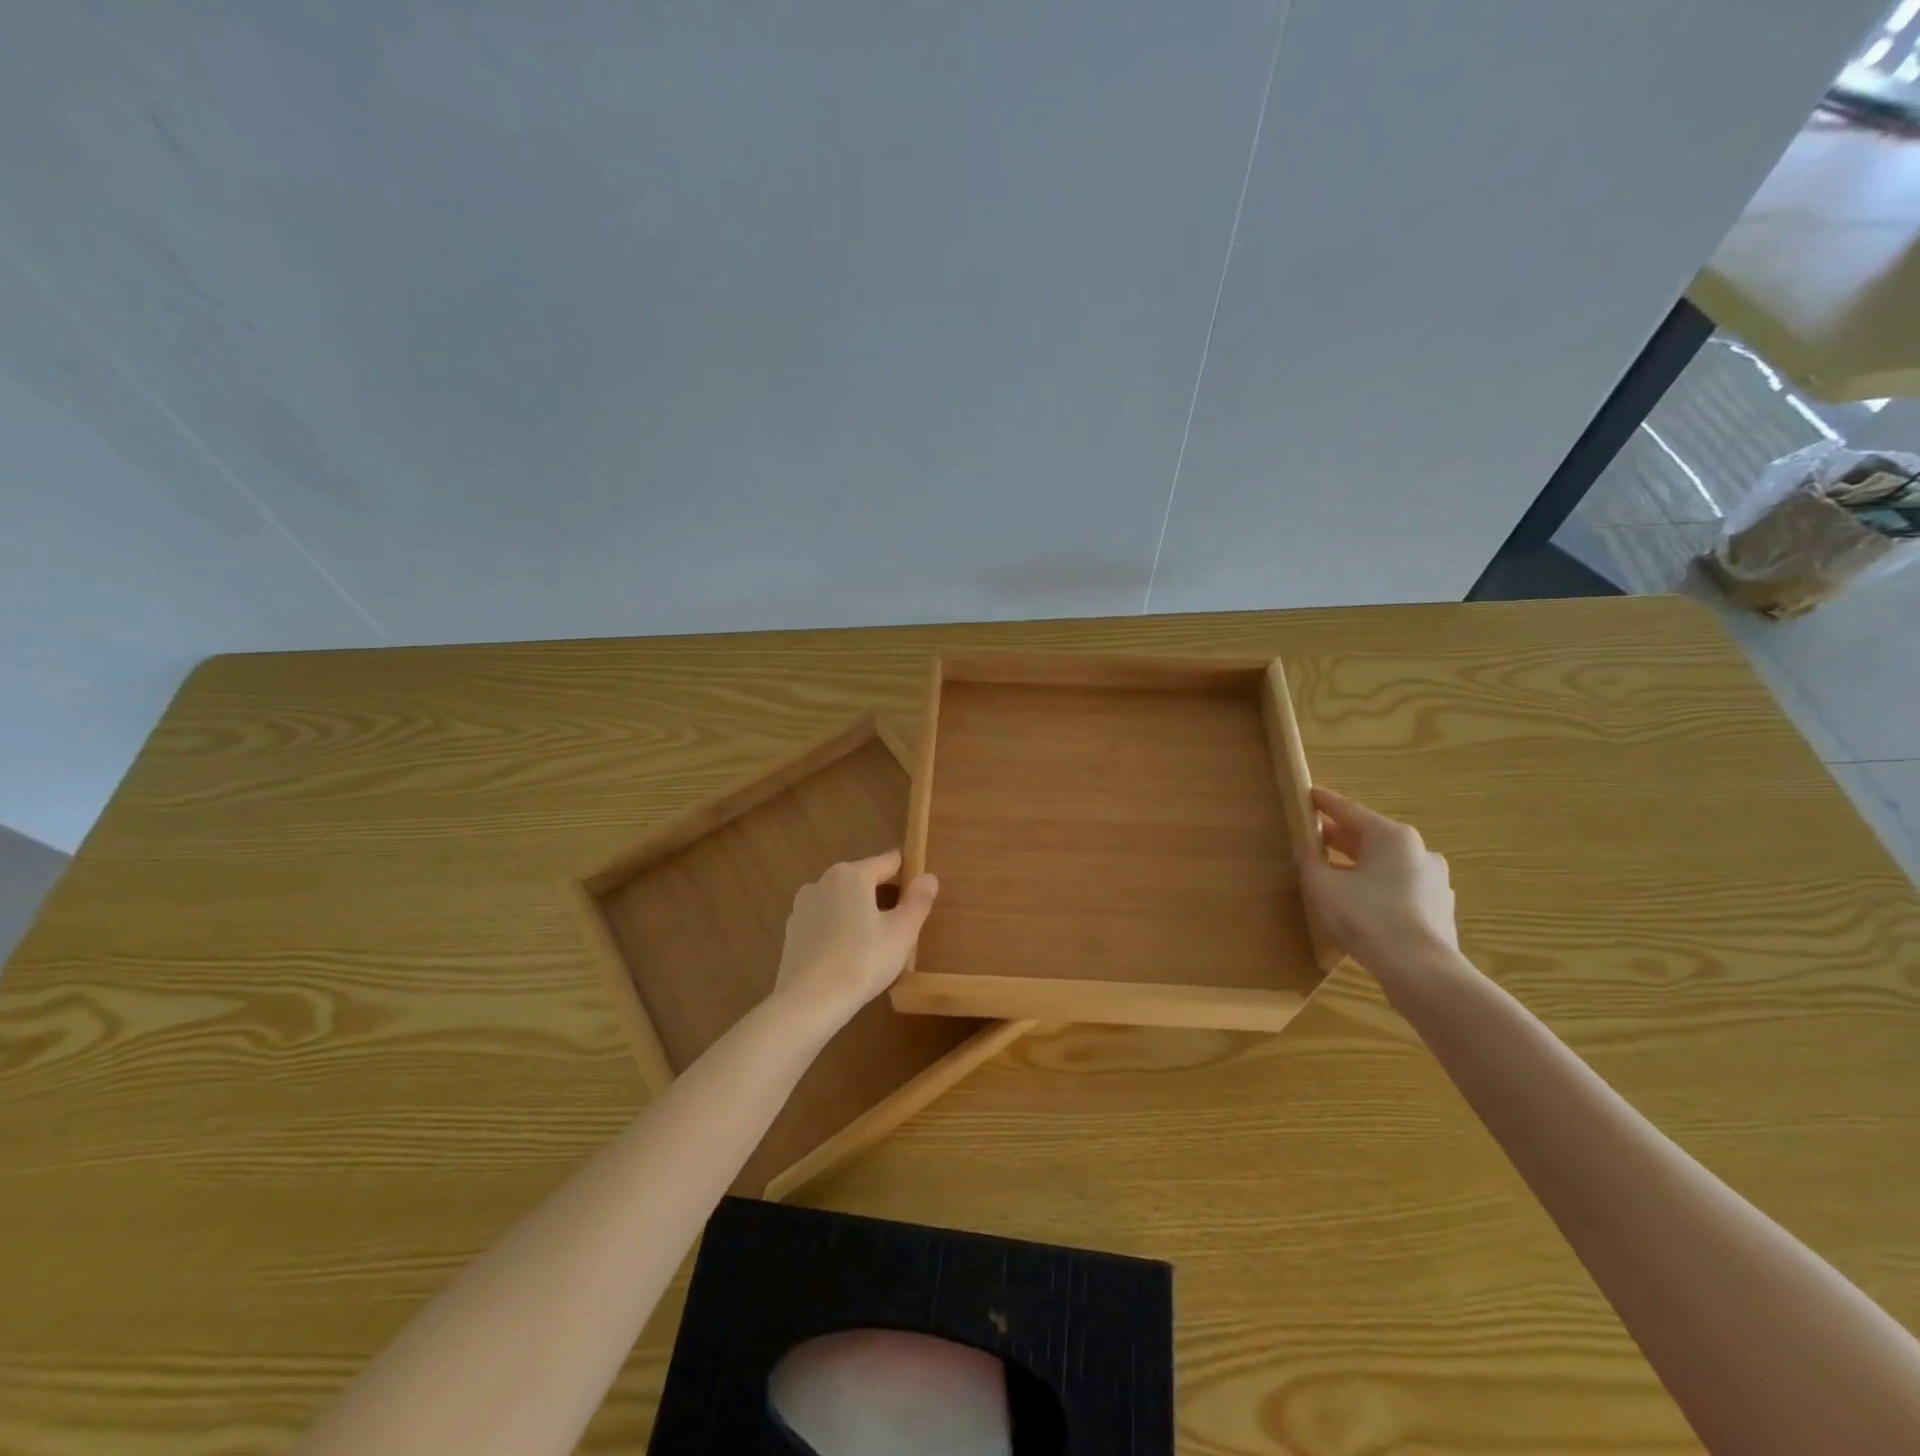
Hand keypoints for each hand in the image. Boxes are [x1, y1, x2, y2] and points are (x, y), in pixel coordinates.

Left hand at [772, 851, 938, 1029]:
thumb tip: (928, 877)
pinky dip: (839, 930)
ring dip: (860, 914)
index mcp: (852, 874)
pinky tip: (849, 957)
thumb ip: (918, 901)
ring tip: (877, 945)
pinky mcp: (792, 931)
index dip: (908, 875)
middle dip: (884, 897)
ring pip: (843, 902)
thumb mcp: (902, 932)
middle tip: (902, 928)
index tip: (920, 896)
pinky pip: (825, 921)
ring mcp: (803, 906)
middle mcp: (823, 881)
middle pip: (864, 880)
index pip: (889, 862)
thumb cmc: (862, 961)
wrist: (807, 1002)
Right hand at [1301, 787, 1458, 974]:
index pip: (1349, 811)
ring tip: (1334, 873)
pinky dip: (1378, 887)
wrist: (1420, 970)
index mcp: (1391, 836)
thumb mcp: (1322, 886)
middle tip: (1314, 837)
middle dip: (1341, 837)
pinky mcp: (1438, 909)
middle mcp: (1419, 851)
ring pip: (1387, 864)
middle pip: (1371, 837)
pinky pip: (1400, 888)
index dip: (1324, 803)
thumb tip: (1307, 852)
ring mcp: (1434, 881)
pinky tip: (1361, 903)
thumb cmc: (1366, 916)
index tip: (1308, 794)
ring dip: (1360, 864)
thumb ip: (1311, 863)